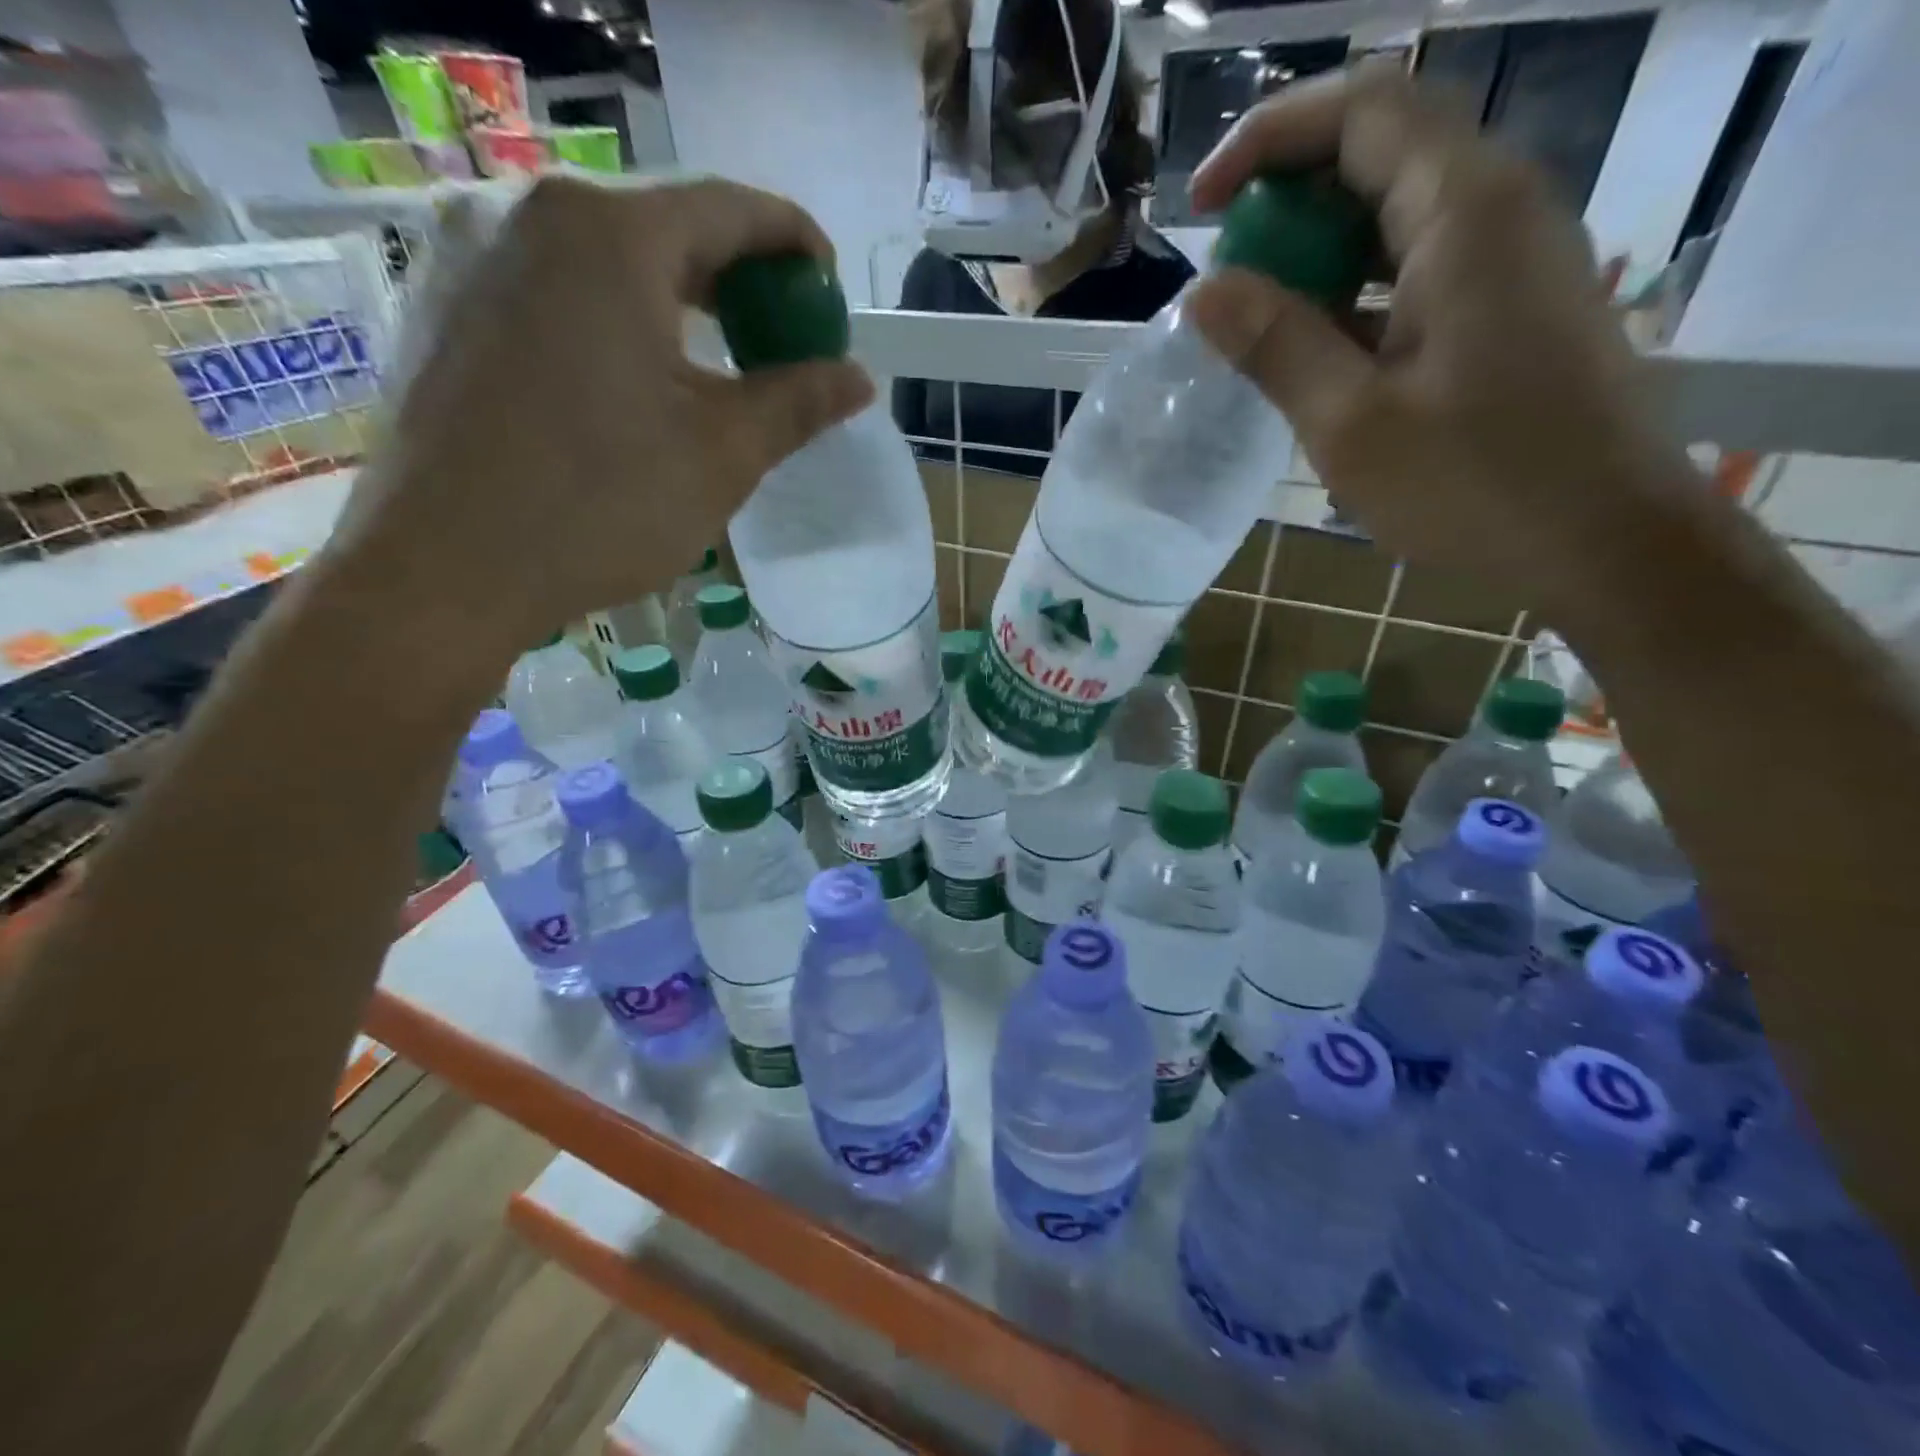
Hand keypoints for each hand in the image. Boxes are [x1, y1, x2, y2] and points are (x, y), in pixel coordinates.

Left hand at [330, 175, 873, 663]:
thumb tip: (858, 378)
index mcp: (609, 235)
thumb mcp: (723, 455)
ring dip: (675, 302)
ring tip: (714, 364)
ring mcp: (472, 256)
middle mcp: (530, 215)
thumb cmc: (600, 504)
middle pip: (665, 226)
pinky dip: (614, 319)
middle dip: (737, 280)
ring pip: (606, 260)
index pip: (731, 208)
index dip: (796, 243)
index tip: (828, 293)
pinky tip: (632, 380)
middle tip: (779, 340)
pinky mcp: (444, 306)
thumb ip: (798, 402)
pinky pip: (554, 290)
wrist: (444, 570)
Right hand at [1187, 65, 1695, 618]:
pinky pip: (1417, 268)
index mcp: (1463, 213)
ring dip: (1317, 251)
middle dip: (1286, 198)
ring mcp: (1511, 257)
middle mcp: (1498, 207)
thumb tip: (1203, 291)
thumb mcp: (1350, 424)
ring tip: (1256, 320)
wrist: (1602, 540)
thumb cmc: (1475, 484)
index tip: (1200, 209)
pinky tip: (1315, 352)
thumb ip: (1275, 345)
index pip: (1361, 109)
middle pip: (1380, 151)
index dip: (1267, 138)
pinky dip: (1354, 291)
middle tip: (1226, 275)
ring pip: (1396, 213)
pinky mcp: (1509, 306)